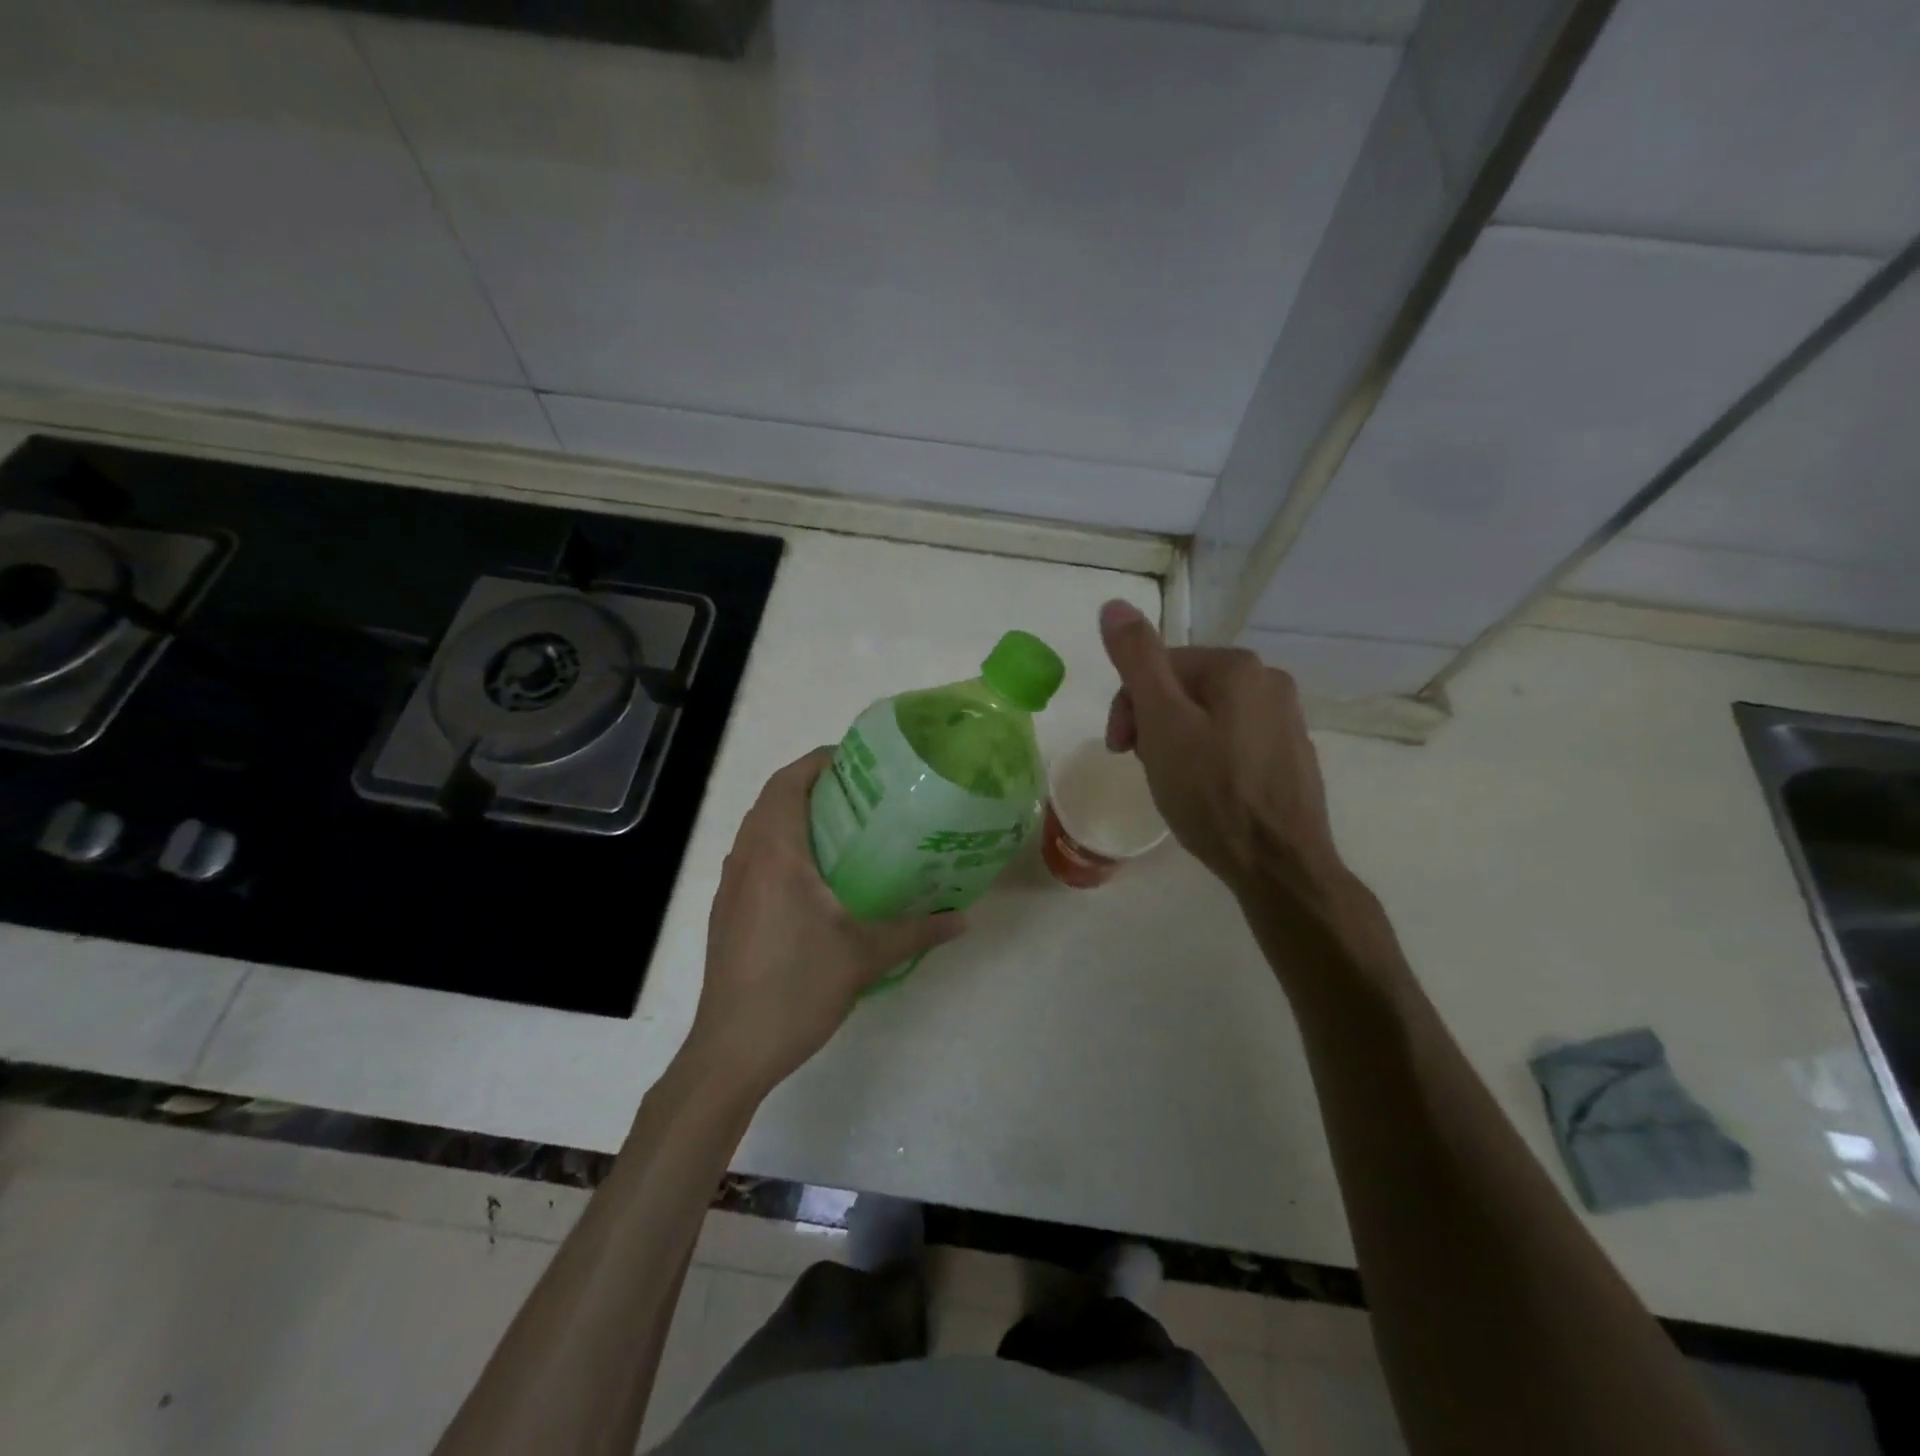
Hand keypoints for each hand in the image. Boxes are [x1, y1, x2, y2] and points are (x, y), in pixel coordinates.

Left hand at [682, 748, 966, 1096]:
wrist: (733, 1049)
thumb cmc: (797, 989)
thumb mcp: (865, 957)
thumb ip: (917, 930)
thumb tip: (964, 917)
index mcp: (775, 855)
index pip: (788, 783)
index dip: (818, 761)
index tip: (858, 760)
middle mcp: (746, 859)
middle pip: (772, 800)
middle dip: (812, 786)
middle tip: (862, 793)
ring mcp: (731, 886)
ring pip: (759, 829)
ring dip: (794, 816)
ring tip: (843, 827)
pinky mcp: (727, 911)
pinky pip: (753, 857)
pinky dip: (780, 845)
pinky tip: (815, 877)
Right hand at [1099, 600, 1343, 902]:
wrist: (1278, 863)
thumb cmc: (1210, 792)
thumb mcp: (1161, 722)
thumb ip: (1137, 660)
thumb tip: (1114, 605)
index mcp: (1237, 666)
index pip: (1158, 666)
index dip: (1129, 706)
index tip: (1120, 751)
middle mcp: (1269, 681)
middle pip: (1183, 689)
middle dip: (1153, 723)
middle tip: (1143, 767)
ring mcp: (1286, 718)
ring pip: (1207, 716)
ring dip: (1177, 741)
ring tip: (1172, 783)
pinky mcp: (1291, 754)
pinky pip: (1233, 740)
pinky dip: (1209, 758)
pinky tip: (1205, 791)